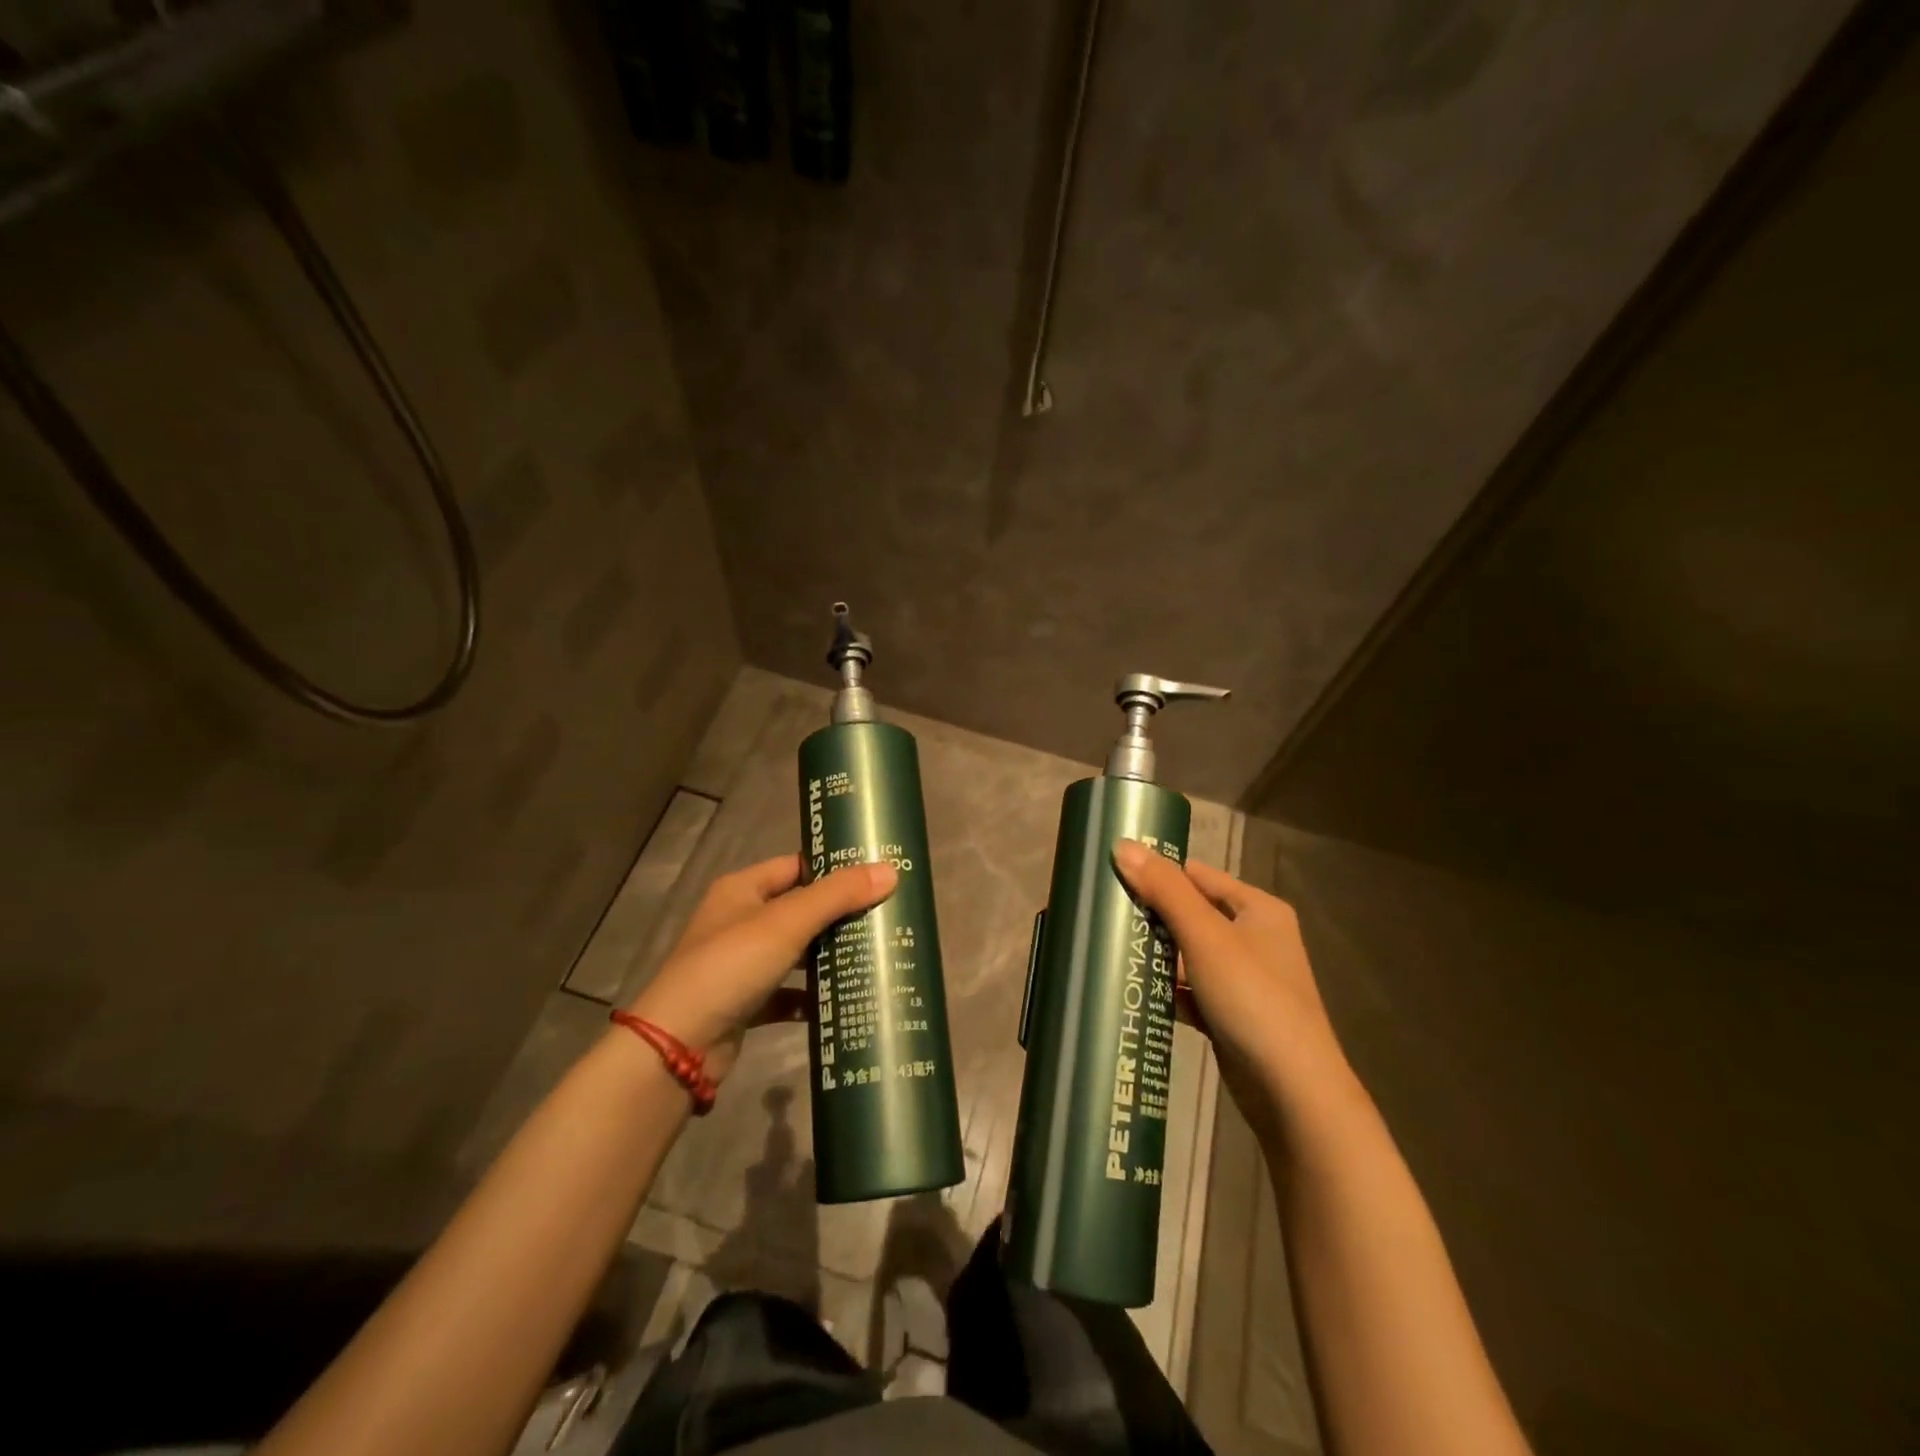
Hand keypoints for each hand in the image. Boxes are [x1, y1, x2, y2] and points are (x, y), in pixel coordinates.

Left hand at [626, 855, 896, 1082]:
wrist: (679, 1046)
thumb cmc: (731, 966)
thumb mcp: (787, 923)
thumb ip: (838, 896)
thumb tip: (891, 871)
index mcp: (742, 890)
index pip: (796, 866)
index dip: (833, 868)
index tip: (877, 874)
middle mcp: (739, 921)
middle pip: (800, 909)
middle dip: (839, 915)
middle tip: (886, 917)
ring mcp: (741, 964)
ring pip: (796, 952)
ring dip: (828, 956)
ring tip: (876, 955)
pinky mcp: (745, 1003)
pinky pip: (787, 993)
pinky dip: (811, 997)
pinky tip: (842, 1001)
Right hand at [1112, 840, 1352, 1131]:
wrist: (1292, 1092)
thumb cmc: (1252, 998)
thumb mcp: (1205, 937)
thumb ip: (1165, 890)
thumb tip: (1122, 845)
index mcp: (1258, 910)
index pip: (1198, 876)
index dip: (1159, 873)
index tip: (1113, 875)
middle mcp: (1255, 939)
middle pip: (1192, 914)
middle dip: (1152, 916)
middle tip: (1104, 914)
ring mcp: (1244, 980)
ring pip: (1188, 955)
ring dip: (1156, 954)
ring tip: (1109, 949)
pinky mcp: (1231, 1015)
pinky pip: (1191, 990)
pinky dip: (1167, 989)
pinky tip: (1134, 991)